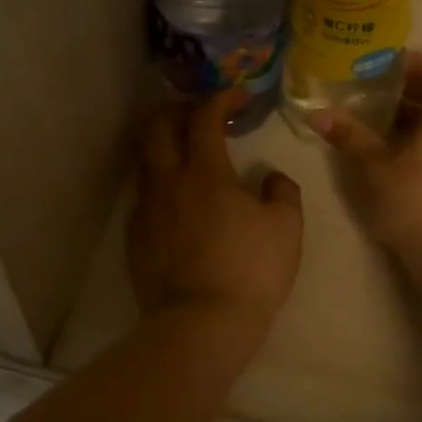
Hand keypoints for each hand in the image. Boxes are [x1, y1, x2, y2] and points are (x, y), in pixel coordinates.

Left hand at [129, 89, 303, 334]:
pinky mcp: (135, 238)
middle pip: (157, 128)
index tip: (238, 97)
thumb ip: (281, 191)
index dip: (221, 99)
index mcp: (205, 173)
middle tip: (200, 117)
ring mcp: (146, 210)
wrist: (202, 324)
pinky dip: (160, 186)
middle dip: (177, 112)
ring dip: (164, 148)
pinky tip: (177, 204)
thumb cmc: (251, 271)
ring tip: (186, 157)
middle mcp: (168, 183)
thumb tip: (269, 177)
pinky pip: (144, 198)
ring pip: (145, 162)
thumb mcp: (287, 227)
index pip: (205, 117)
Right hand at [312, 52, 421, 256]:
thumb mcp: (373, 167)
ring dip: (418, 118)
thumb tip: (317, 114)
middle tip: (373, 100)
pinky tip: (401, 161)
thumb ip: (349, 136)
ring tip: (382, 131)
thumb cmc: (413, 202)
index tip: (385, 73)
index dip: (417, 62)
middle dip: (409, 92)